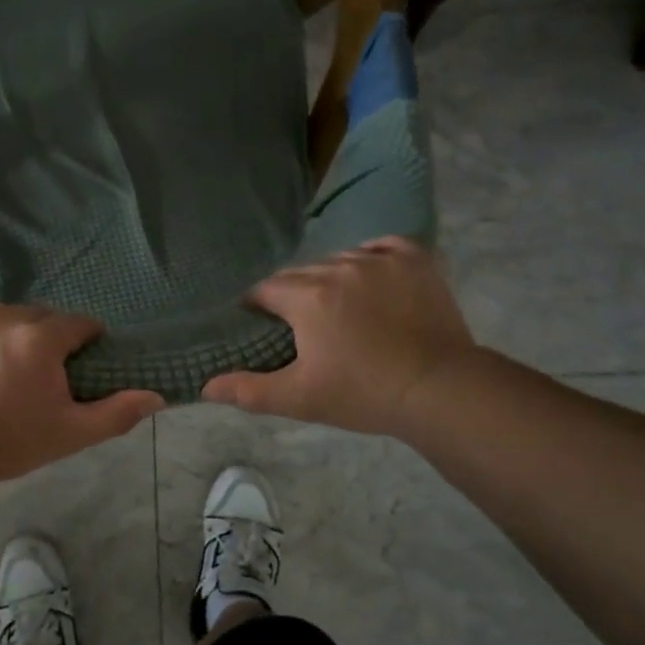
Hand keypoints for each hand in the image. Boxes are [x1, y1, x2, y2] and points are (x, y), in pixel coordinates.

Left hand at [0, 303, 164, 484]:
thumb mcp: (68, 433)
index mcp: (39, 338)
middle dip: (37, 341)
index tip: (73, 362)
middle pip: (33, 318)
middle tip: (26, 377)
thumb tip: (157, 396)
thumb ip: (116, 412)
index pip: (76, 324)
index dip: (81, 342)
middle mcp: (1, 314)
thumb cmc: (5, 443)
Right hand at [202, 237, 481, 438]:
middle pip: (300, 273)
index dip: (257, 308)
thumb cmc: (364, 394)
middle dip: (293, 295)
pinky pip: (380, 246)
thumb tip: (204, 387)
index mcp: (307, 297)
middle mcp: (339, 267)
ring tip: (339, 307)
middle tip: (302, 326)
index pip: (265, 290)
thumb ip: (249, 390)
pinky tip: (370, 277)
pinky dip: (371, 258)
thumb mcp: (300, 398)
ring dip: (330, 278)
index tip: (262, 328)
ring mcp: (380, 259)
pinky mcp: (414, 259)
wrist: (440, 390)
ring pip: (338, 260)